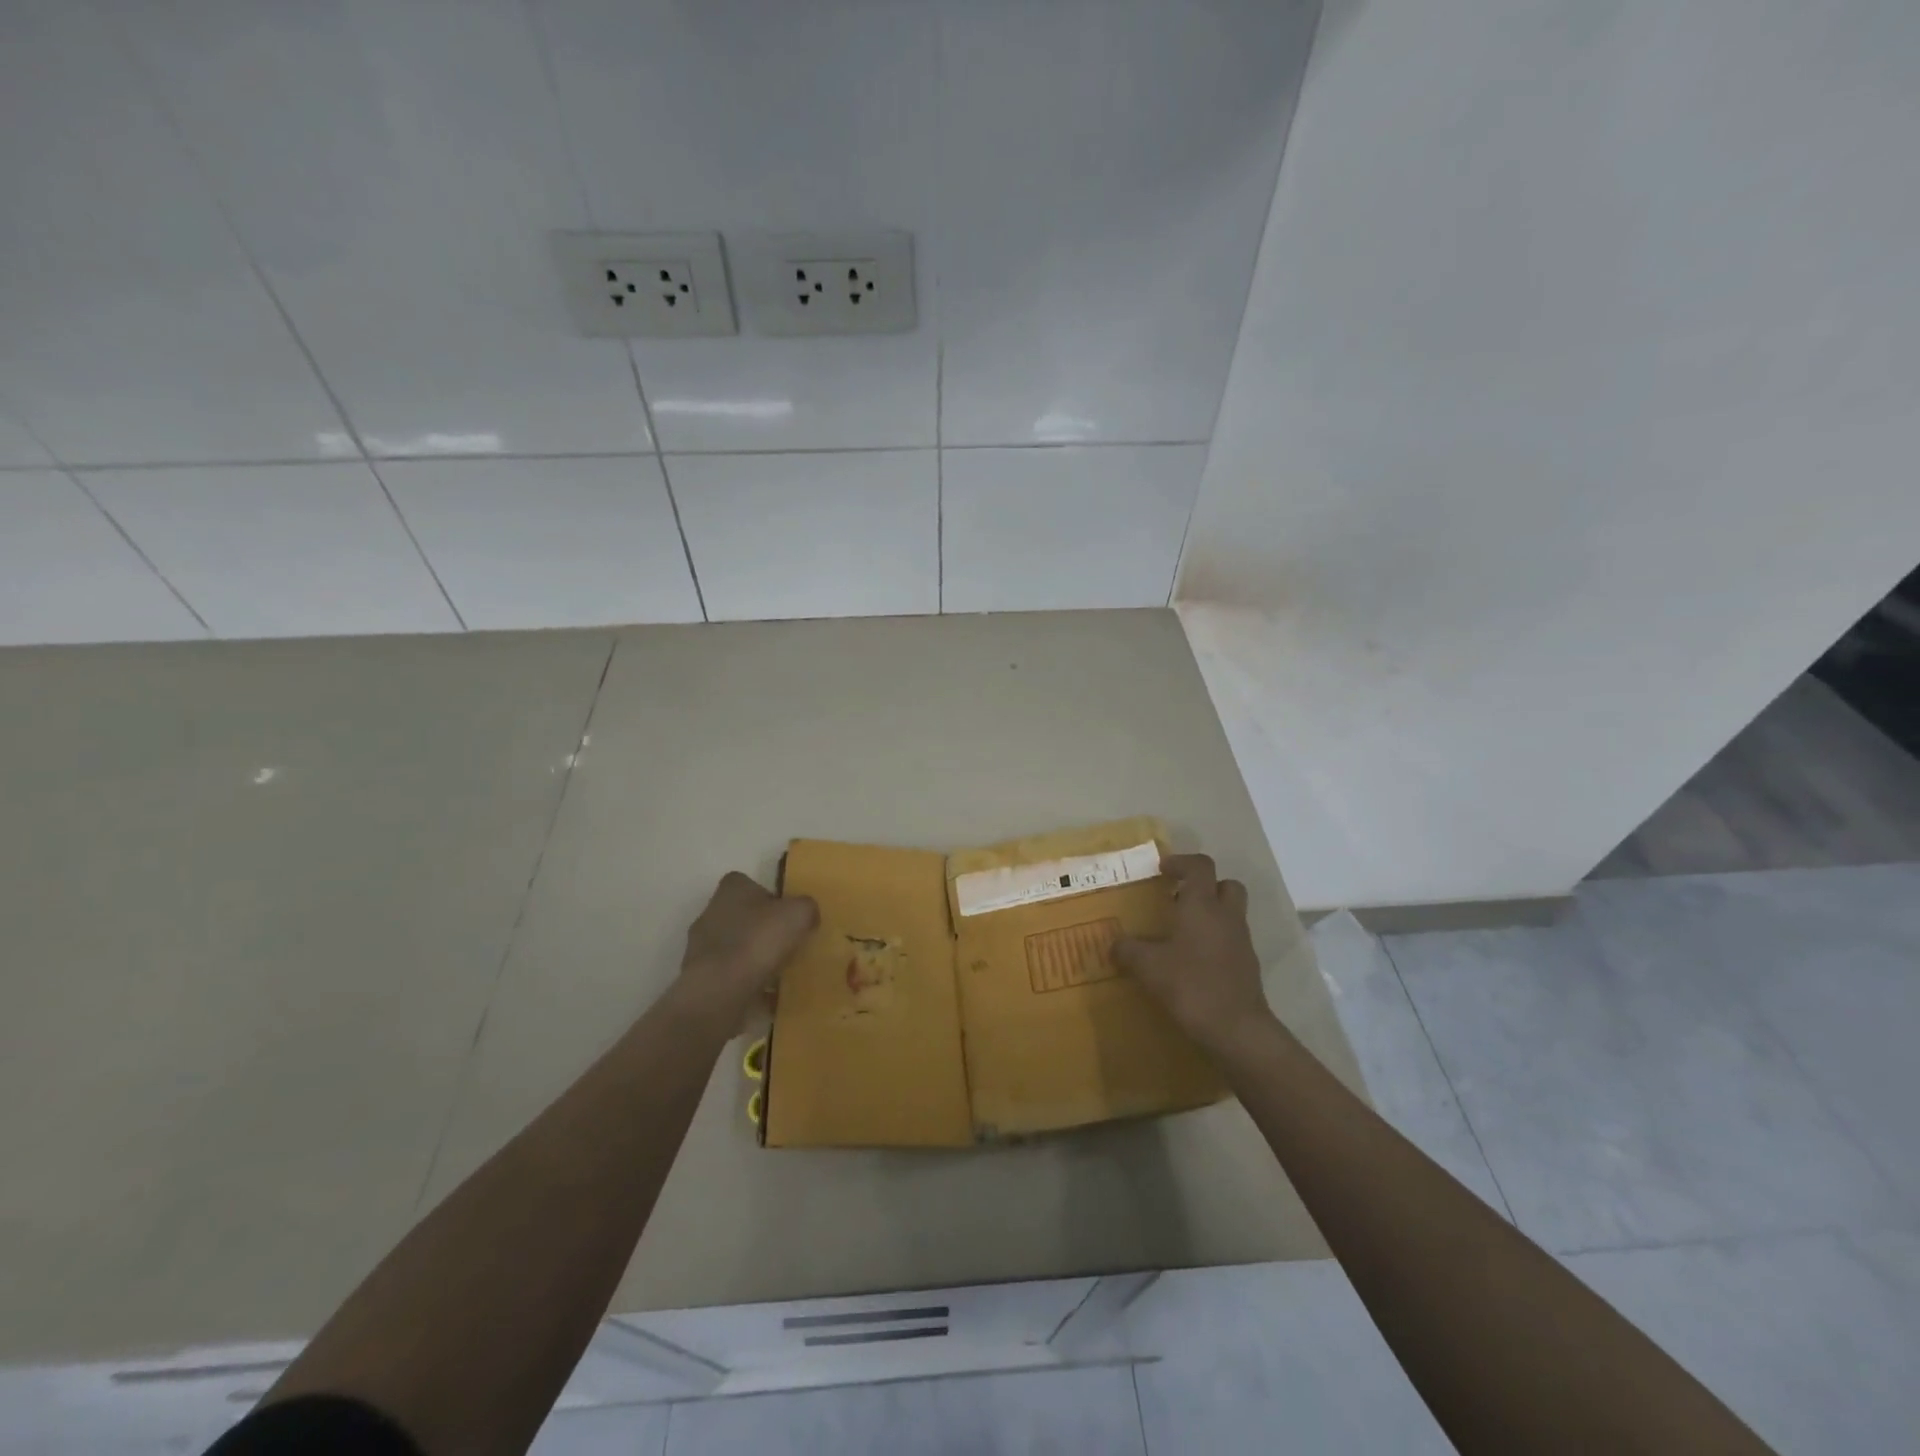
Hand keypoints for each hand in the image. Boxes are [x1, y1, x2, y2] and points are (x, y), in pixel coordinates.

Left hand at [673, 872, 818, 1034]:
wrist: (720, 989)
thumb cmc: (758, 940)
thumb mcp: (799, 914)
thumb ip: (806, 908)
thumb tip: (806, 915)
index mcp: (732, 888)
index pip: (751, 884)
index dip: (771, 898)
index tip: (787, 916)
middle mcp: (711, 911)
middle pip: (742, 916)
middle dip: (761, 929)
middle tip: (786, 944)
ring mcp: (701, 946)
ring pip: (734, 946)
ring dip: (752, 957)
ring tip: (777, 972)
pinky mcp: (699, 976)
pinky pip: (729, 975)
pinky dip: (744, 982)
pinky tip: (764, 994)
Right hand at [1114, 854, 1279, 1054]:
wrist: (1237, 1029)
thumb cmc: (1191, 985)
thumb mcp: (1148, 967)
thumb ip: (1128, 950)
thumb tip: (1114, 944)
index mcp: (1202, 905)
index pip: (1200, 866)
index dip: (1181, 862)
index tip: (1163, 869)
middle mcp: (1226, 916)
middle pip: (1226, 885)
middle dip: (1205, 886)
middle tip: (1179, 898)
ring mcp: (1241, 941)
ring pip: (1231, 912)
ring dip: (1211, 913)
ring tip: (1182, 931)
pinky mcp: (1247, 966)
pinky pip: (1231, 940)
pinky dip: (1215, 940)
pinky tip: (1193, 960)